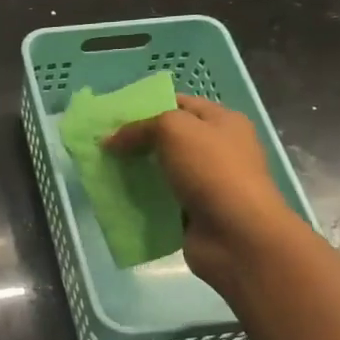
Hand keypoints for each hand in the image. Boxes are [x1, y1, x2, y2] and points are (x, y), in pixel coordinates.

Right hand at [105, 95, 298, 288]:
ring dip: (135, 173)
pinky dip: (140, 202)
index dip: (148, 106)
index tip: (114, 116)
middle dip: (137, 142)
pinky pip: (160, 202)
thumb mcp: (174, 130)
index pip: (181, 104)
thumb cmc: (212, 171)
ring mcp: (206, 185)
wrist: (236, 235)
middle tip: (104, 145)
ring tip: (103, 171)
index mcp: (223, 123)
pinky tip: (116, 199)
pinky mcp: (193, 214)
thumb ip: (139, 128)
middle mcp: (218, 150)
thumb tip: (110, 139)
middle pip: (169, 140)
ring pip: (162, 172)